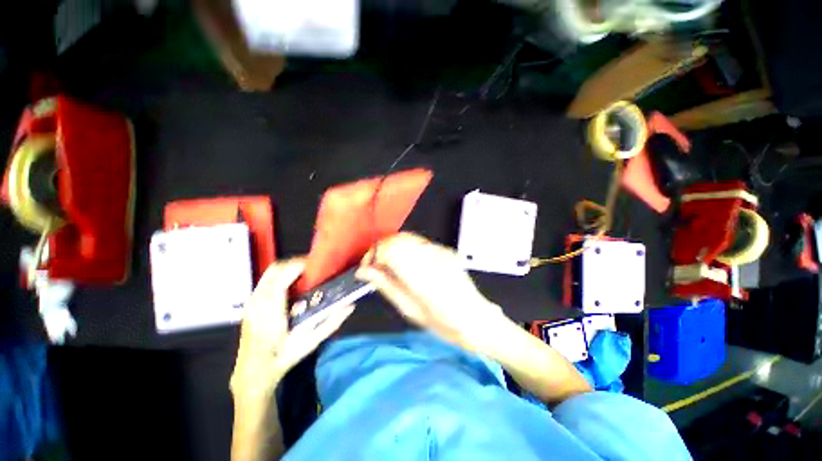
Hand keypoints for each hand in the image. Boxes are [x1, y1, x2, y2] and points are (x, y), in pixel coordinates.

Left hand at [231, 258, 354, 396]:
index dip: (300, 265)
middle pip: (276, 268)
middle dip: (296, 262)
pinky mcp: (250, 304)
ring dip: (289, 268)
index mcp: (271, 309)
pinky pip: (266, 281)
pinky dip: (281, 276)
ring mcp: (252, 301)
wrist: (254, 372)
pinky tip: (293, 286)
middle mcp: (258, 301)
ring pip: (270, 273)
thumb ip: (331, 323)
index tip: (318, 265)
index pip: (283, 275)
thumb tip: (351, 305)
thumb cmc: (282, 357)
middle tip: (314, 268)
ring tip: (306, 274)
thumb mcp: (310, 342)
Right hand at [356, 232, 506, 353]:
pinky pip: (419, 242)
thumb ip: (386, 285)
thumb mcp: (410, 310)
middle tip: (375, 266)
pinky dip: (405, 248)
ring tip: (387, 264)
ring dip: (392, 247)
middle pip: (398, 239)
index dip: (373, 255)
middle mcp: (432, 257)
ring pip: (407, 237)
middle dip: (381, 249)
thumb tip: (364, 271)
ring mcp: (441, 251)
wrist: (477, 318)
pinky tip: (405, 262)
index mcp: (422, 275)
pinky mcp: (445, 250)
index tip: (366, 268)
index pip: (390, 250)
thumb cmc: (443, 323)